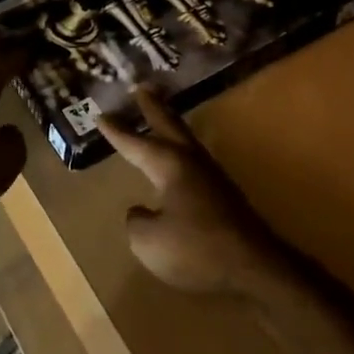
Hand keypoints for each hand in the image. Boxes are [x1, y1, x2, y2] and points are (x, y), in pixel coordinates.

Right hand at [98, 88, 284, 298]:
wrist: (253, 266)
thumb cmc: (196, 249)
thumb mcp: (148, 241)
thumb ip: (137, 221)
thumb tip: (141, 211)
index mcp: (169, 165)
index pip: (136, 144)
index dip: (117, 132)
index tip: (100, 115)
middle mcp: (191, 162)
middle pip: (169, 125)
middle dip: (153, 107)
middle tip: (142, 87)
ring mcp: (212, 177)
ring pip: (186, 141)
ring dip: (171, 125)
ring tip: (162, 116)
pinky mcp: (224, 195)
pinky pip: (195, 162)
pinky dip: (182, 151)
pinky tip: (180, 164)